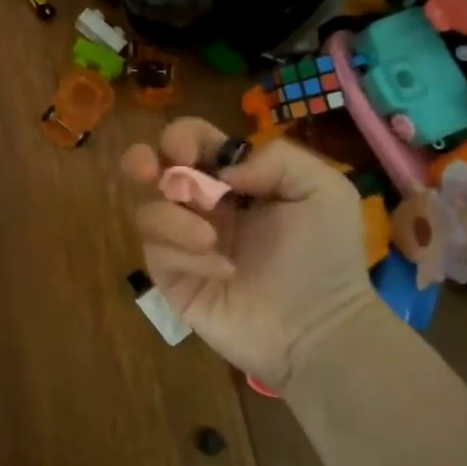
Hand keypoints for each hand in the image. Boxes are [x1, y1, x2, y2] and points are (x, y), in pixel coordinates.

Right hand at [121, 120, 383, 392]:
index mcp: (234, 179)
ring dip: (173, 218)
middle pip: (151, 168)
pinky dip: (186, 255)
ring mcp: (183, 243)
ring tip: (211, 239)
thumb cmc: (325, 257)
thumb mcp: (323, 191)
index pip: (193, 142)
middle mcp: (202, 205)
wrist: (319, 328)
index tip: (188, 151)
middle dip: (141, 161)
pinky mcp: (173, 279)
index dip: (183, 136)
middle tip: (150, 172)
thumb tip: (222, 170)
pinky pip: (158, 254)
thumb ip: (277, 159)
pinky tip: (222, 271)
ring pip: (148, 212)